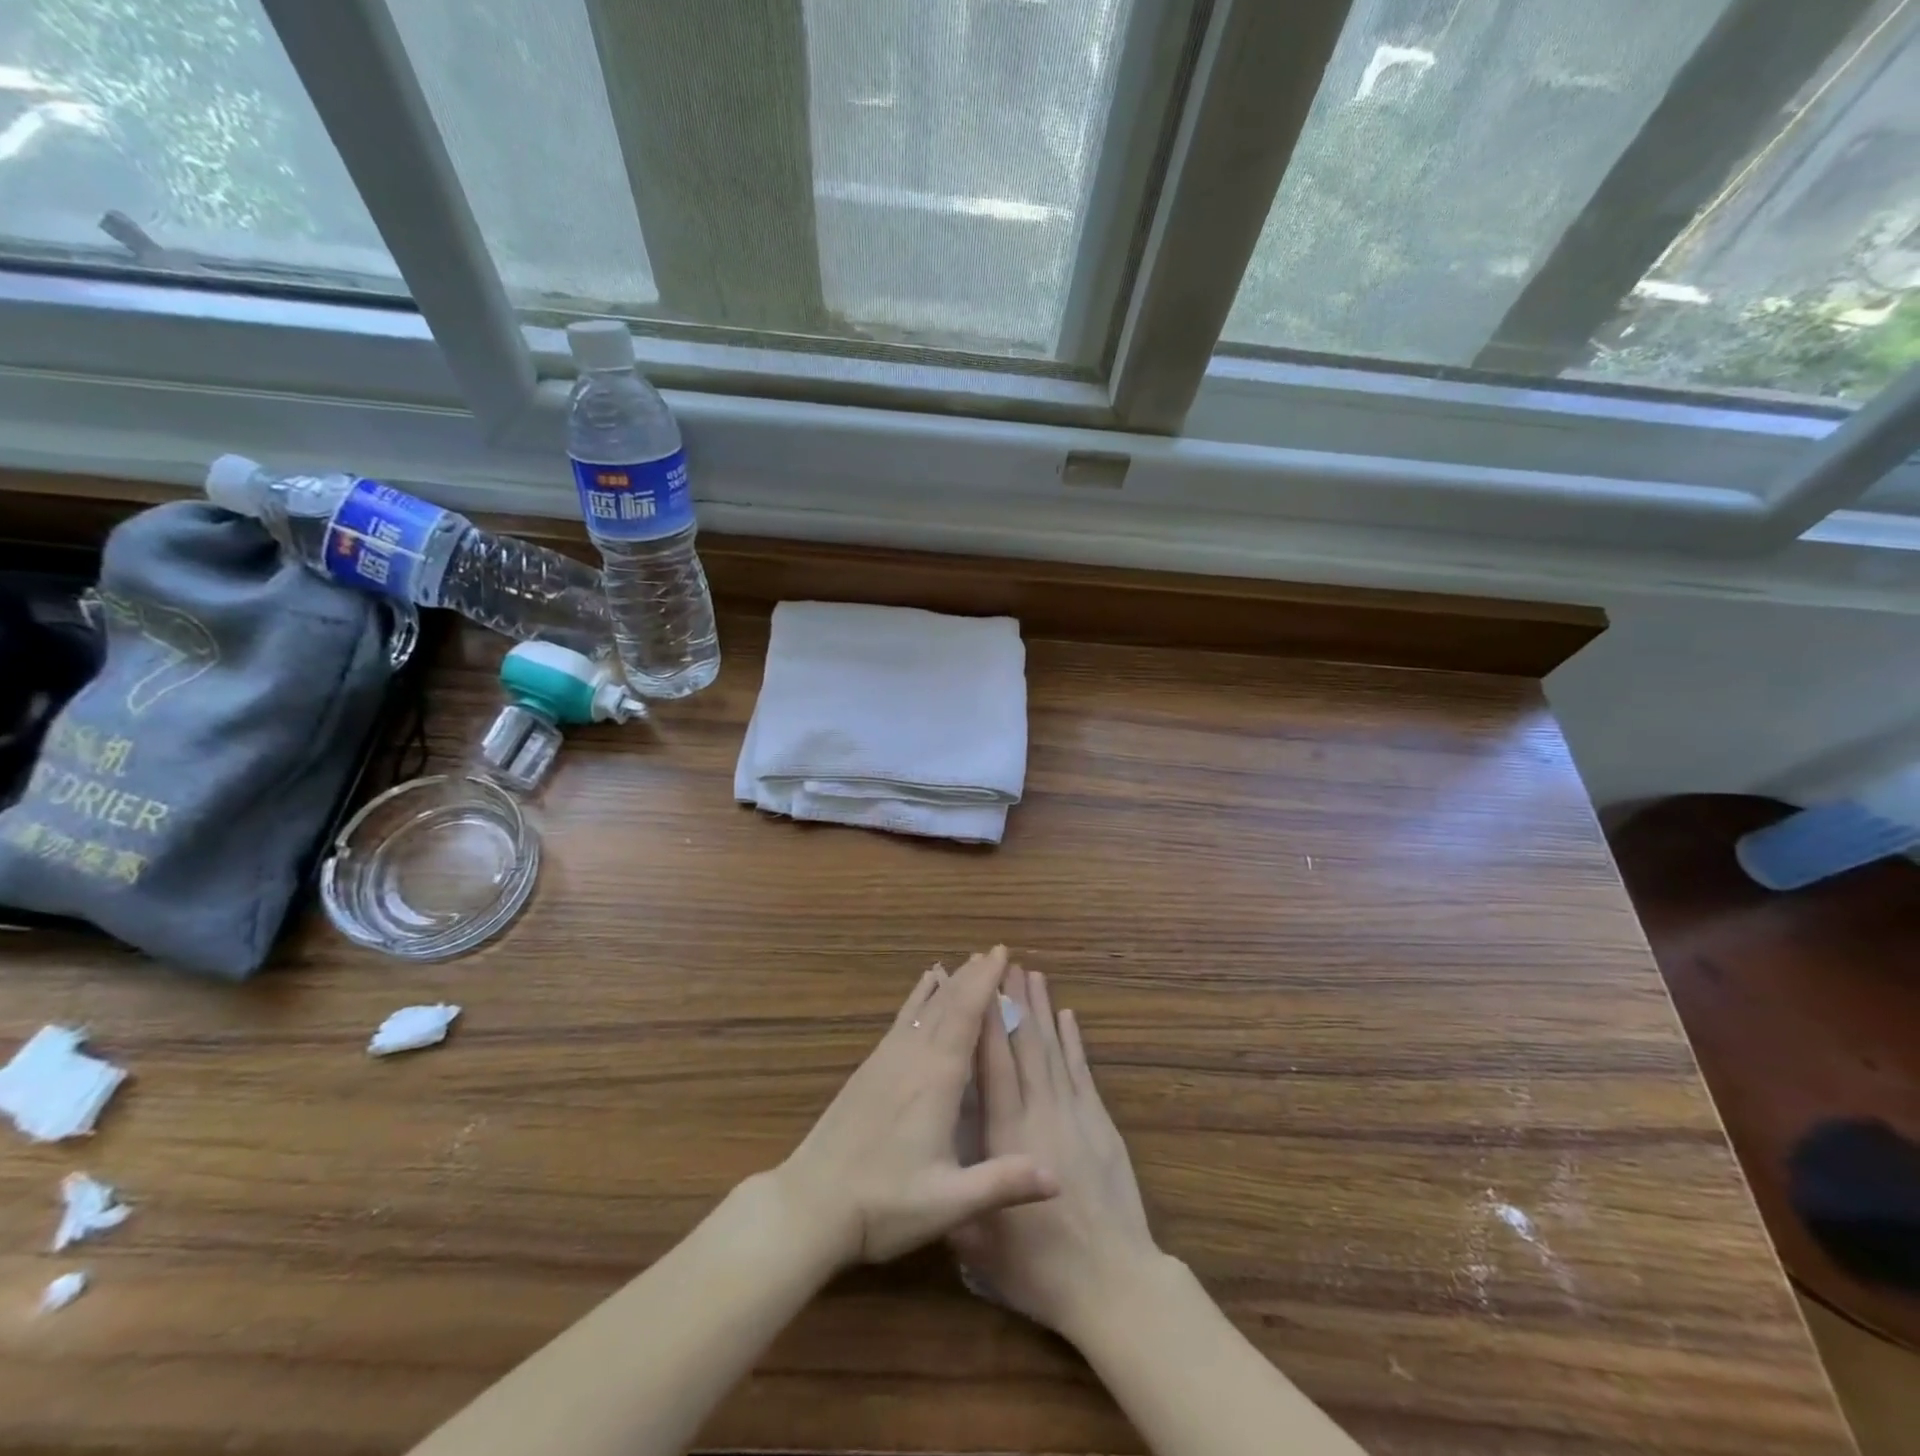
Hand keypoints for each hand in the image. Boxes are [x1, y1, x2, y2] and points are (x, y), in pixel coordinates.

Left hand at [775, 947, 1058, 1267]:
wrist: (810, 1205)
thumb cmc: (883, 1205)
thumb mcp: (948, 1203)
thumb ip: (1001, 1184)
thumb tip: (1059, 1178)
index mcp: (936, 1079)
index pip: (966, 1016)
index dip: (985, 982)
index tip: (1002, 954)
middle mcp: (912, 1057)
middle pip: (946, 1004)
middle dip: (971, 976)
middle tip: (993, 953)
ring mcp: (886, 1060)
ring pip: (922, 1008)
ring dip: (947, 984)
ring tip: (965, 963)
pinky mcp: (869, 1070)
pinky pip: (901, 1020)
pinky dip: (917, 999)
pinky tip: (921, 991)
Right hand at [949, 963, 1163, 1340]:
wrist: (1115, 1284)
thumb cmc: (1041, 1268)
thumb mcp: (981, 1248)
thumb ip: (955, 1200)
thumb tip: (930, 1165)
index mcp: (1010, 1135)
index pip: (995, 1065)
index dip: (987, 1022)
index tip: (980, 986)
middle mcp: (1043, 1112)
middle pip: (1027, 1045)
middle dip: (1015, 1002)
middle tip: (1006, 965)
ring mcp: (1076, 1115)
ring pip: (1054, 1050)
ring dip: (1043, 1011)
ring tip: (1033, 976)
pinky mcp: (1101, 1125)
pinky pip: (1083, 1072)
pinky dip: (1074, 1042)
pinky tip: (1068, 1018)